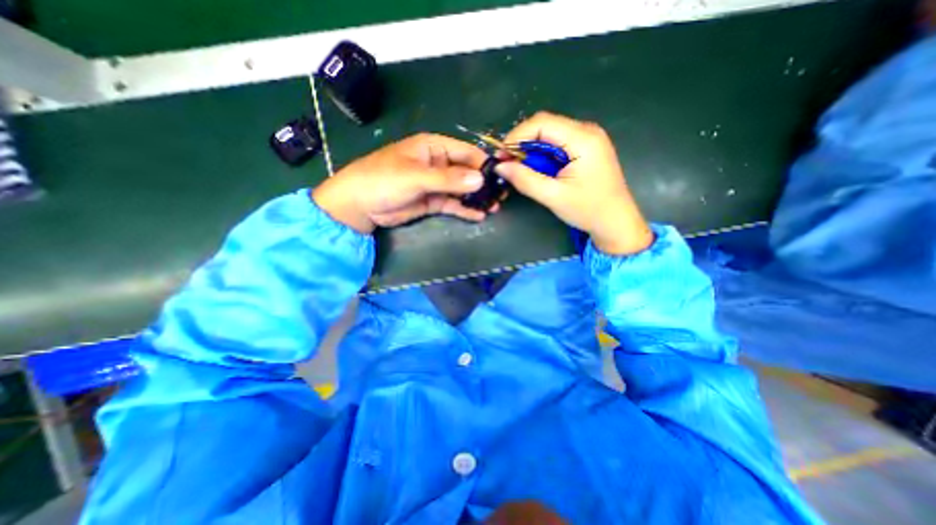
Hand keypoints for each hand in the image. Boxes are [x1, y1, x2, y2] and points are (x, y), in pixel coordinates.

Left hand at [312, 134, 491, 233]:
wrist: (359, 205)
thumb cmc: (383, 180)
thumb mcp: (416, 177)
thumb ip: (448, 179)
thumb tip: (480, 179)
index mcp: (433, 147)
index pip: (465, 152)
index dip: (483, 163)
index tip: (501, 177)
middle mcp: (438, 163)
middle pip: (467, 171)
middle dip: (483, 183)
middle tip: (501, 195)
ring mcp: (436, 184)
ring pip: (462, 189)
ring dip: (477, 197)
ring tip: (495, 207)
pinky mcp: (433, 201)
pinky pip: (454, 204)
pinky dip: (465, 209)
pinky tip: (479, 215)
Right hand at [492, 114, 652, 256]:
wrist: (615, 222)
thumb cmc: (588, 210)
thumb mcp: (553, 196)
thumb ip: (525, 180)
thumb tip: (500, 166)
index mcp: (583, 138)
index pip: (542, 123)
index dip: (517, 136)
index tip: (501, 156)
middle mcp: (587, 131)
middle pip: (545, 125)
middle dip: (522, 143)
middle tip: (507, 164)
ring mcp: (588, 138)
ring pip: (549, 134)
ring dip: (531, 150)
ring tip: (519, 169)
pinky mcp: (585, 148)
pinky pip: (557, 144)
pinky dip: (542, 155)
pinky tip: (536, 170)